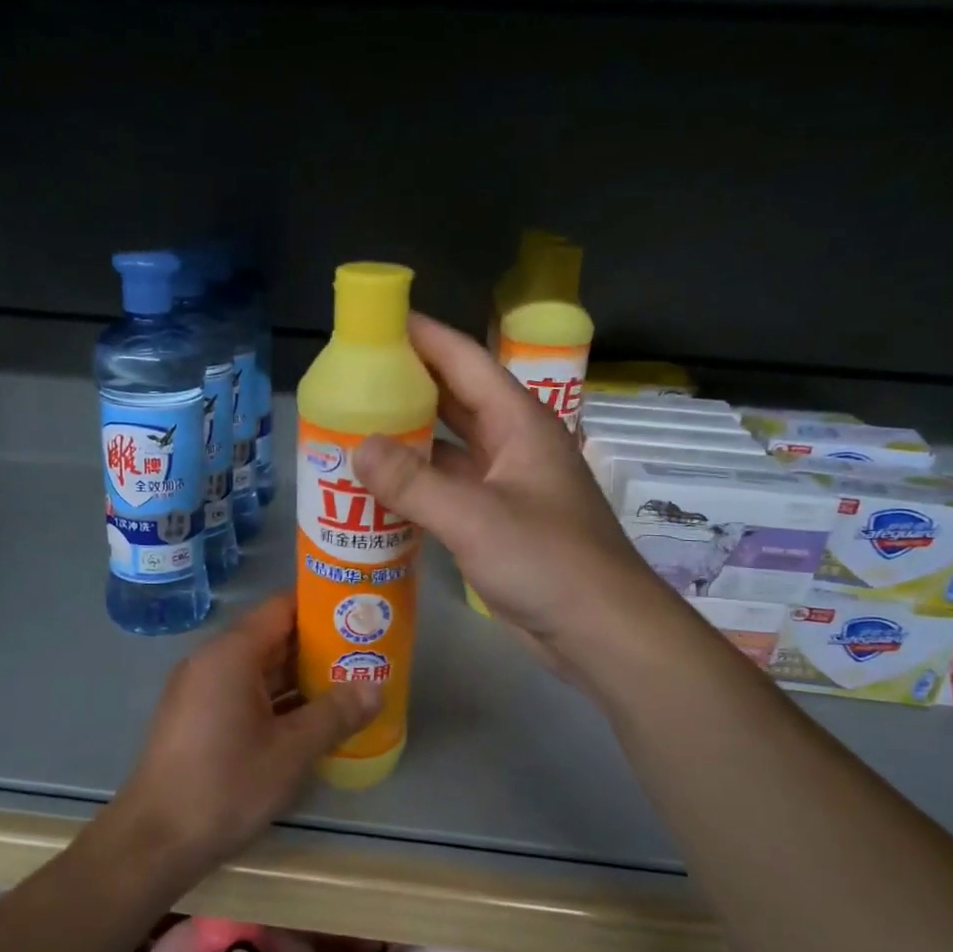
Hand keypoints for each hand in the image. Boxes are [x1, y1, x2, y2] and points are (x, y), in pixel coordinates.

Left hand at [108, 594, 381, 879]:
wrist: (154, 841)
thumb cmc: (225, 785)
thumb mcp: (291, 751)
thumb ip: (336, 714)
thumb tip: (377, 687)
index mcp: (232, 654)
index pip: (283, 607)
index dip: (323, 607)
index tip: (360, 614)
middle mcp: (213, 661)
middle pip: (273, 637)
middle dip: (320, 646)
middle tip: (367, 654)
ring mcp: (202, 691)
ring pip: (261, 669)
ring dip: (302, 677)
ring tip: (351, 683)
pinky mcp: (199, 719)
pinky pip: (246, 694)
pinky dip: (279, 700)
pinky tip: (314, 718)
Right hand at [353, 314, 668, 669]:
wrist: (600, 629)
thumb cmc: (547, 561)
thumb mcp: (474, 517)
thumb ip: (413, 482)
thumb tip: (357, 446)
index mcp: (519, 423)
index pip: (465, 361)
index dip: (423, 336)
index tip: (376, 321)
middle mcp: (514, 445)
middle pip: (455, 400)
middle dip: (408, 386)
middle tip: (352, 378)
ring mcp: (507, 485)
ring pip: (450, 449)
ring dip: (409, 440)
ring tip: (354, 430)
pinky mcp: (499, 523)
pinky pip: (450, 490)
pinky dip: (418, 486)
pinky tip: (381, 491)